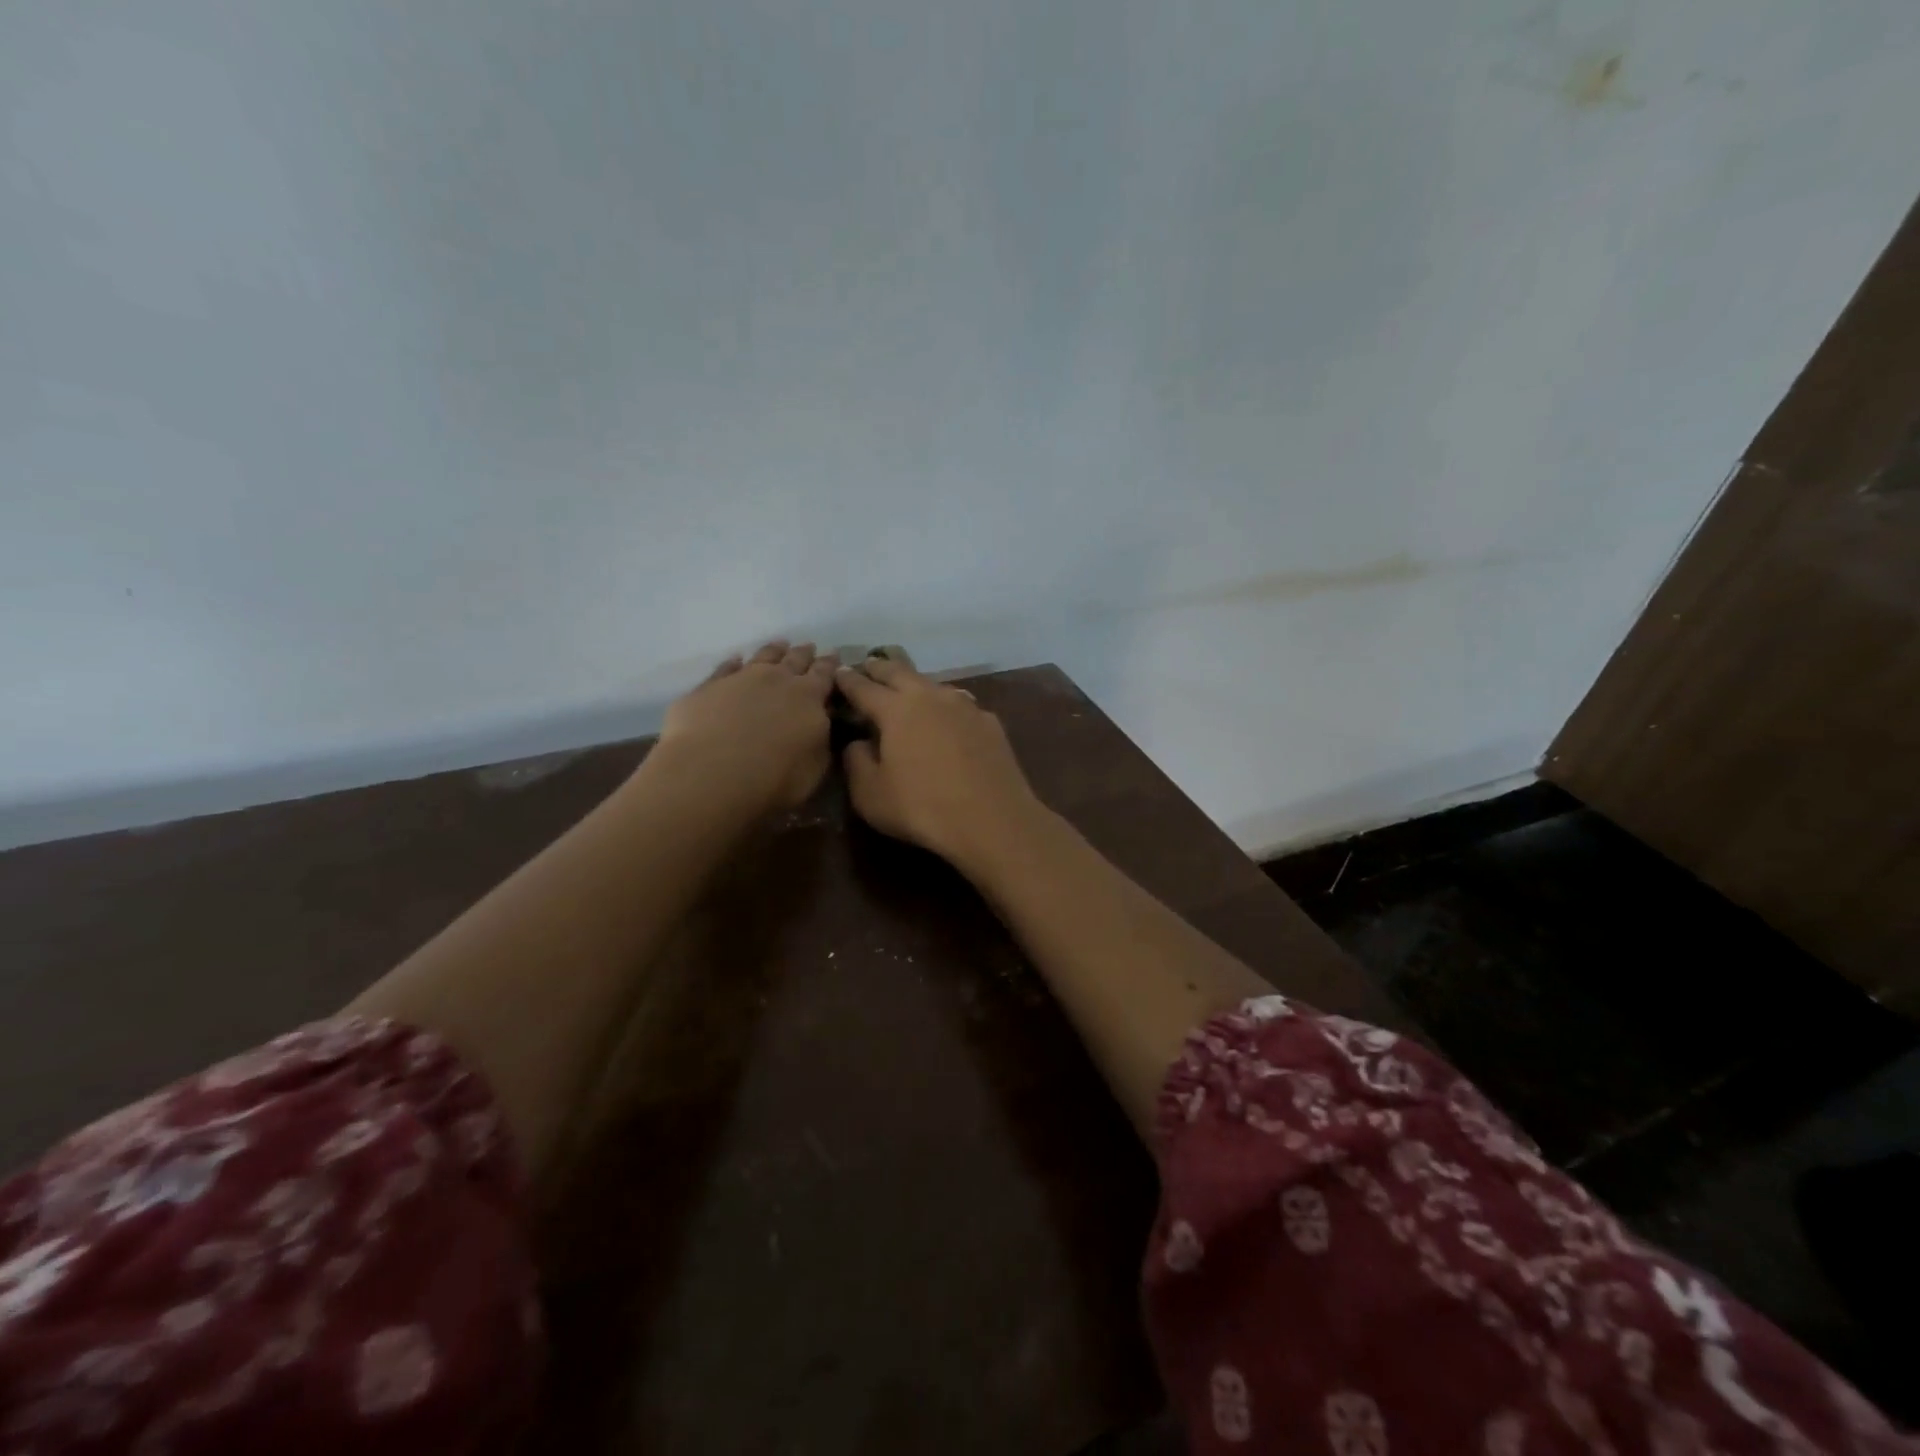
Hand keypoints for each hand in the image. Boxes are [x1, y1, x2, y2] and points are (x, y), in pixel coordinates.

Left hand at [658, 641, 838, 813]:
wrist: (711, 774)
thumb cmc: (774, 779)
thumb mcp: (815, 767)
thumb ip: (822, 740)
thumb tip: (823, 721)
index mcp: (809, 698)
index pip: (825, 675)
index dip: (830, 665)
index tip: (834, 655)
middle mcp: (777, 679)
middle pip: (795, 659)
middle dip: (805, 653)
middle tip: (810, 646)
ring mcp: (740, 679)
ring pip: (762, 657)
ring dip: (773, 650)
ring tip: (780, 644)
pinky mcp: (708, 687)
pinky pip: (725, 668)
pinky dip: (732, 662)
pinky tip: (735, 659)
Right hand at [834, 655, 1043, 869]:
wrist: (992, 820)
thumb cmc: (922, 808)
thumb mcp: (870, 794)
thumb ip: (856, 761)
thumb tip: (858, 742)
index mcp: (895, 709)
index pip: (863, 687)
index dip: (848, 680)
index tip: (838, 672)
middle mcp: (930, 696)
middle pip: (900, 672)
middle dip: (880, 668)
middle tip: (869, 665)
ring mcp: (964, 706)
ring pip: (933, 684)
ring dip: (916, 683)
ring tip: (908, 687)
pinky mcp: (989, 722)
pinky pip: (961, 704)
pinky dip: (946, 705)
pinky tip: (949, 716)